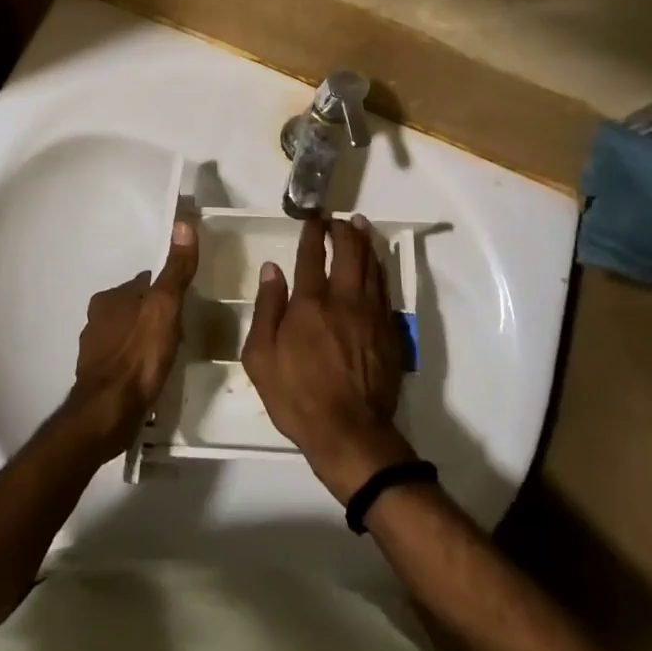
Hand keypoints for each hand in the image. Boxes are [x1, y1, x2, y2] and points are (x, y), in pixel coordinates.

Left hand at [62, 219, 197, 457]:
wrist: (108, 413)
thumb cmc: (139, 356)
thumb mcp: (165, 307)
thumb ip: (176, 269)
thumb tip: (183, 223)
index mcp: (110, 297)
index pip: (145, 283)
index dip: (166, 292)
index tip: (184, 305)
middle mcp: (96, 318)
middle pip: (135, 308)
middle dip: (154, 316)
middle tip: (179, 332)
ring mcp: (93, 349)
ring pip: (127, 334)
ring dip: (144, 340)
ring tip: (167, 355)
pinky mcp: (96, 377)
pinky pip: (122, 360)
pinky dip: (135, 362)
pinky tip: (150, 375)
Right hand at [242, 215, 415, 500]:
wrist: (350, 433)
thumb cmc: (297, 396)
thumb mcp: (261, 357)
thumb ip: (266, 308)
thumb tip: (272, 269)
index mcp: (310, 303)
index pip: (311, 255)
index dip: (312, 232)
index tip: (312, 217)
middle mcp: (344, 299)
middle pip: (349, 252)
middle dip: (343, 229)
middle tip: (338, 219)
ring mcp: (372, 314)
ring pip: (372, 266)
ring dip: (365, 242)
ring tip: (360, 226)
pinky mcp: (390, 331)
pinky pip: (386, 289)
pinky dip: (380, 269)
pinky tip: (377, 264)